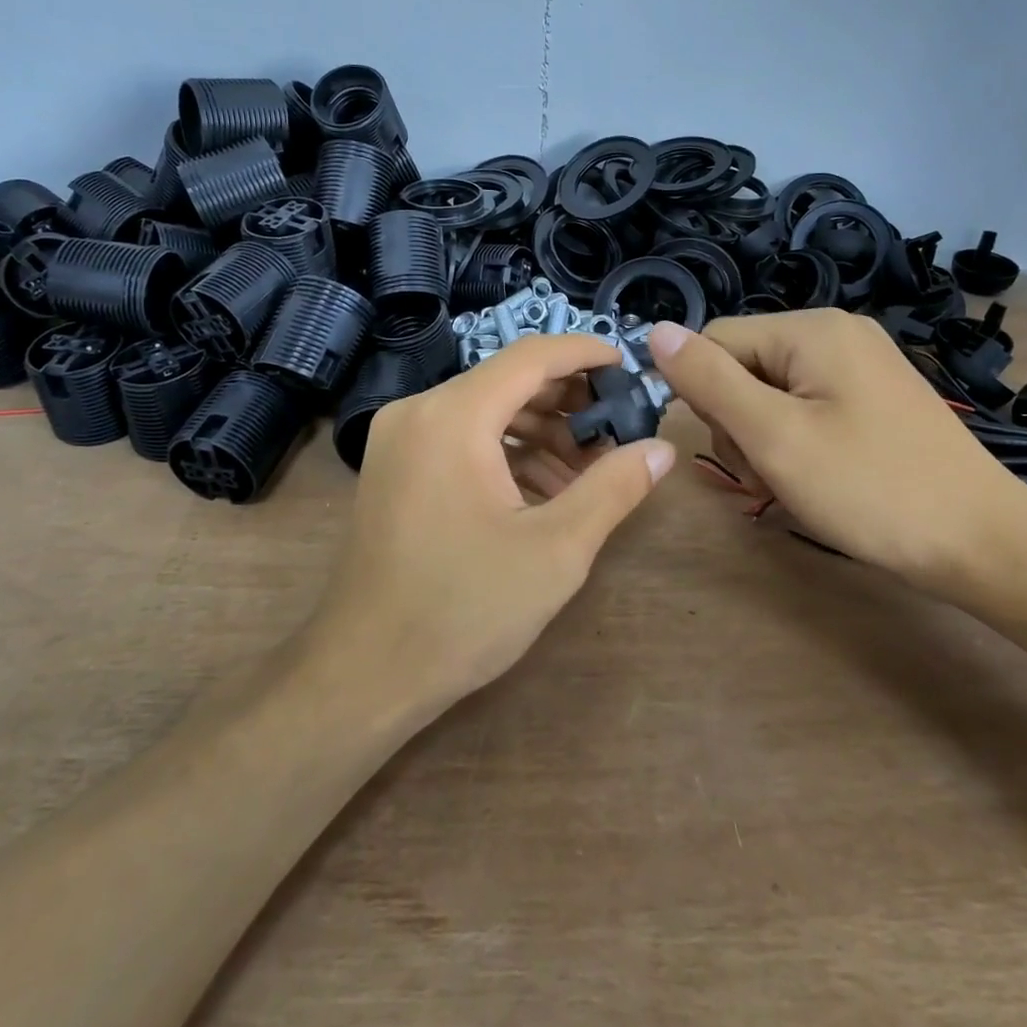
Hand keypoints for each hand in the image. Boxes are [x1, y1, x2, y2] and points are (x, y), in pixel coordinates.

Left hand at [307, 333, 675, 719]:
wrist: (365, 672)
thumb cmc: (463, 609)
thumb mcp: (555, 549)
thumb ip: (614, 488)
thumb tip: (661, 449)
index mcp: (453, 415)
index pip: (531, 357)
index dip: (585, 354)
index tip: (629, 368)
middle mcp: (419, 411)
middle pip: (507, 381)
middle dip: (567, 403)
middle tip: (617, 431)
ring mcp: (400, 439)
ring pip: (484, 411)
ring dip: (540, 432)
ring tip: (588, 471)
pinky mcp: (394, 467)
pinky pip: (460, 439)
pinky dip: (505, 453)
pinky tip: (543, 491)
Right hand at [648, 310, 1026, 600]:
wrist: (985, 545)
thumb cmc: (871, 489)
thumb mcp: (774, 436)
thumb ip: (709, 380)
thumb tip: (655, 332)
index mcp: (812, 329)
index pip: (715, 341)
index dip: (704, 395)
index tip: (733, 449)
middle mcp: (837, 333)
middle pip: (744, 366)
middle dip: (738, 422)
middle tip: (768, 474)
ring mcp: (861, 365)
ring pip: (771, 392)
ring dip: (763, 438)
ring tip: (792, 483)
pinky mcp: (875, 398)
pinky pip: (807, 407)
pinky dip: (796, 442)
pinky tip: (817, 478)